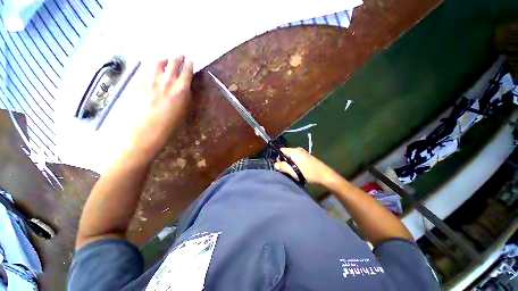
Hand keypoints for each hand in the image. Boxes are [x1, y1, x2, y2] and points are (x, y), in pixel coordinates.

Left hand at [131, 56, 192, 158]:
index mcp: (181, 88)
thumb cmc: (171, 122)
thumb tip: (185, 87)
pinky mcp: (141, 81)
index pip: (187, 71)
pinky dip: (152, 67)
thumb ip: (185, 95)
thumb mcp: (185, 109)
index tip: (190, 60)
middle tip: (180, 55)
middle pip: (173, 61)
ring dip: (164, 59)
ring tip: (166, 60)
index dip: (189, 64)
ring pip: (158, 62)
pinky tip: (153, 70)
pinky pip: (147, 69)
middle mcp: (167, 80)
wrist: (148, 127)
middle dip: (178, 57)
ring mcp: (152, 79)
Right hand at [274, 147, 339, 185]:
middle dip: (283, 161)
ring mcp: (303, 153)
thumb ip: (283, 167)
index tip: (278, 166)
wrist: (325, 176)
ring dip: (289, 164)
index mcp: (294, 151)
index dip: (278, 157)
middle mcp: (298, 150)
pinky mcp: (306, 157)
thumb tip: (275, 164)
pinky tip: (297, 171)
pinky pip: (296, 159)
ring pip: (291, 157)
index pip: (281, 150)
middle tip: (285, 170)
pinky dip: (294, 164)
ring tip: (291, 172)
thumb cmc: (309, 173)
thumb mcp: (294, 171)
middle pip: (286, 154)